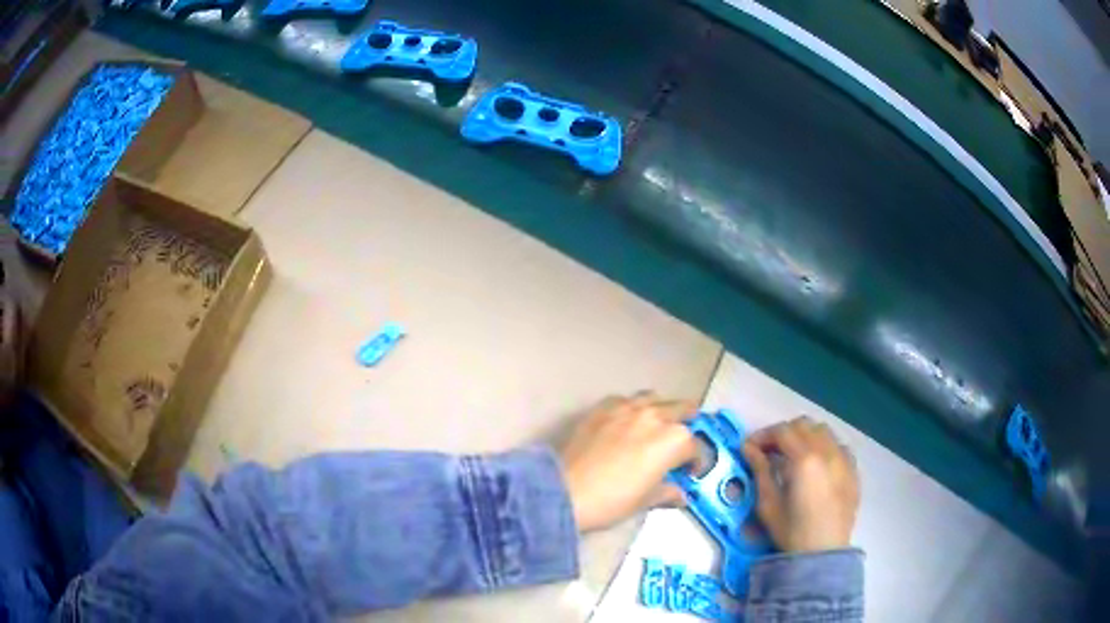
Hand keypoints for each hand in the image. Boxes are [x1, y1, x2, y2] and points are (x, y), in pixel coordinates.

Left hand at [560, 393, 697, 531]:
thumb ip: (668, 492)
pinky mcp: (602, 407)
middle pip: (682, 409)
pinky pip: (625, 400)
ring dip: (661, 409)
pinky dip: (631, 409)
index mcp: (674, 441)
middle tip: (682, 440)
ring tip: (657, 424)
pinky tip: (625, 423)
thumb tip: (680, 495)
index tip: (691, 472)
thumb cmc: (613, 500)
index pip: (696, 448)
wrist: (566, 490)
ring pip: (654, 398)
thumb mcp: (646, 501)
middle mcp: (655, 417)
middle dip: (687, 423)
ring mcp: (628, 408)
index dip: (697, 462)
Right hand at [742, 417, 859, 552]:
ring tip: (793, 455)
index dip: (762, 435)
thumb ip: (760, 471)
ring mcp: (844, 459)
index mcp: (805, 459)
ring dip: (805, 436)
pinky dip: (824, 447)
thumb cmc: (792, 532)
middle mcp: (827, 452)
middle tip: (769, 450)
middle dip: (784, 433)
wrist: (823, 553)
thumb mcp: (768, 505)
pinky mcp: (853, 471)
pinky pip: (838, 446)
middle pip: (804, 425)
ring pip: (824, 432)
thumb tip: (749, 449)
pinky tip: (816, 465)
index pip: (782, 431)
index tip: (749, 448)